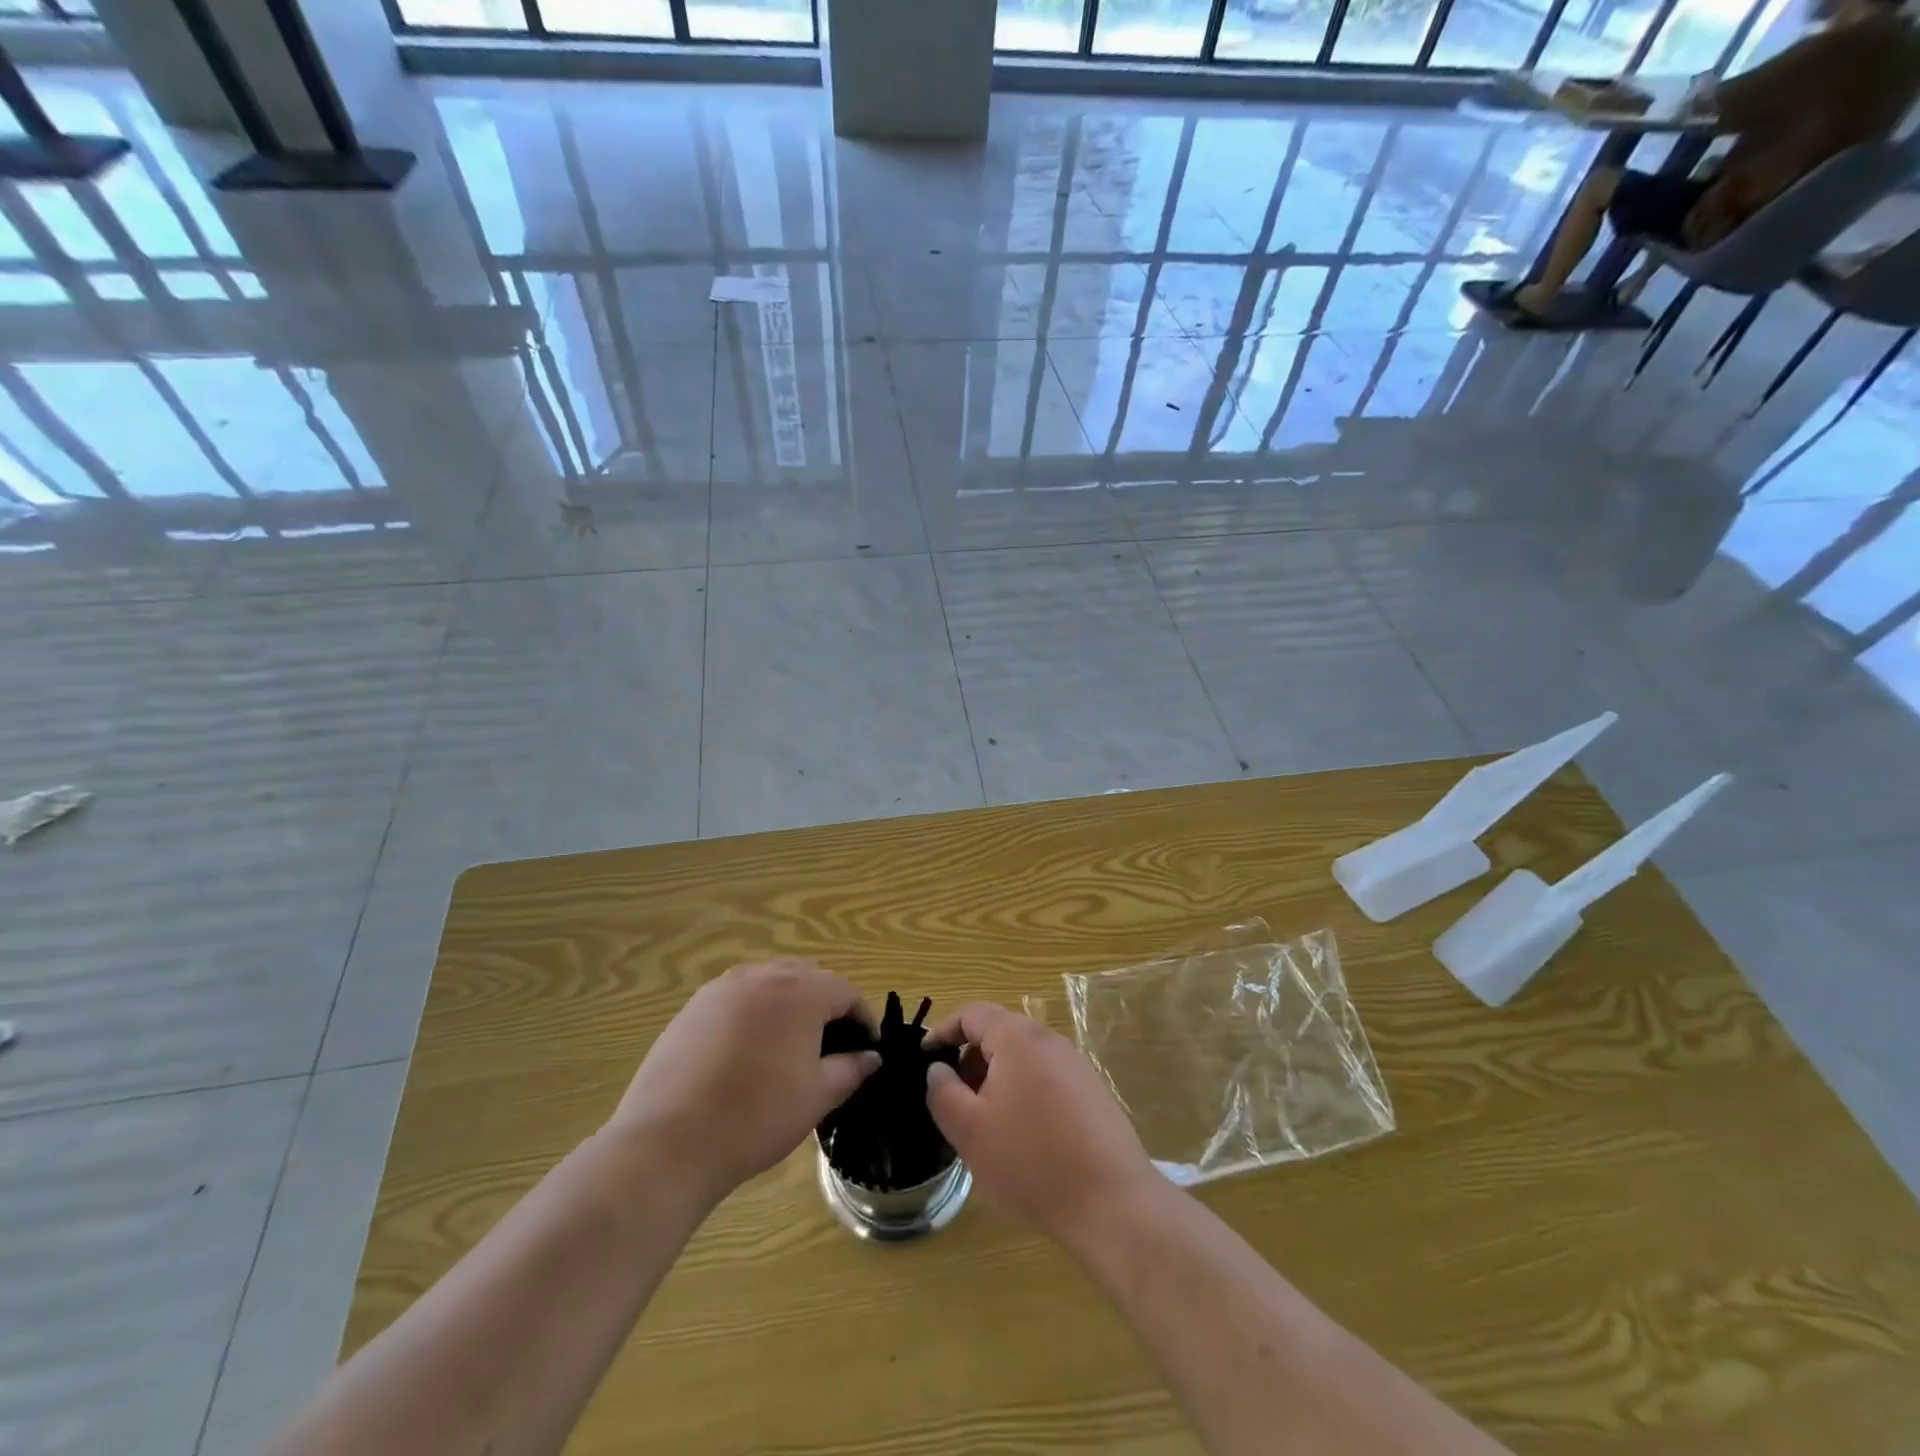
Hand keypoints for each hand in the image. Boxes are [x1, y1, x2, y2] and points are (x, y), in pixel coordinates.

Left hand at [612, 960, 879, 1206]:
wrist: (669, 1141)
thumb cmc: (757, 1116)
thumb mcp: (816, 1096)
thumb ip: (850, 1069)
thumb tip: (871, 1058)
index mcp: (799, 991)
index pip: (845, 992)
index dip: (862, 1019)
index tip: (866, 1050)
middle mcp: (762, 975)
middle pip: (808, 978)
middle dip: (826, 1006)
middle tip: (830, 1047)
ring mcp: (722, 988)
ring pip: (769, 983)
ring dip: (788, 1006)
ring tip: (789, 1048)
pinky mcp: (692, 1007)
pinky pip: (737, 999)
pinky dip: (753, 1015)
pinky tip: (747, 1054)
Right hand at [924, 1002, 1158, 1245]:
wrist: (1111, 1201)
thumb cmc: (1031, 1160)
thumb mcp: (970, 1130)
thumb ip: (943, 1092)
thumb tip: (938, 1069)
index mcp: (1018, 1038)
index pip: (973, 1013)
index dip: (944, 1030)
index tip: (925, 1056)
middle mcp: (1049, 1040)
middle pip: (1000, 1033)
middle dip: (971, 1059)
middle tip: (954, 1098)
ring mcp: (1076, 1064)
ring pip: (1024, 1058)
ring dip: (997, 1079)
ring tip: (986, 1122)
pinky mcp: (1093, 1091)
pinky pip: (1046, 1077)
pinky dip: (1024, 1092)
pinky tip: (1023, 1136)